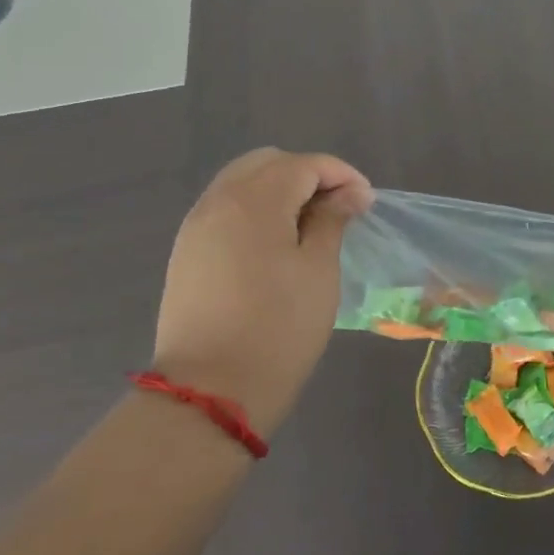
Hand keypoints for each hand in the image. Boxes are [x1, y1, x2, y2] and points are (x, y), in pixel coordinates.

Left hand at [151, 148, 372, 434]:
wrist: (210, 391)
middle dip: (308, 175)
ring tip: (309, 225)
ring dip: (279, 190)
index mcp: (254, 200)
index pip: (304, 164)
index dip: (341, 175)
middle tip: (337, 208)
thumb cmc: (279, 328)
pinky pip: (225, 209)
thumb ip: (332, 220)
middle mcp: (218, 201)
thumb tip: (349, 194)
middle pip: (267, 163)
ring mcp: (196, 226)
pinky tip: (275, 242)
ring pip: (241, 183)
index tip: (367, 202)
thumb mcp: (318, 271)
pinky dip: (255, 210)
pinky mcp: (186, 252)